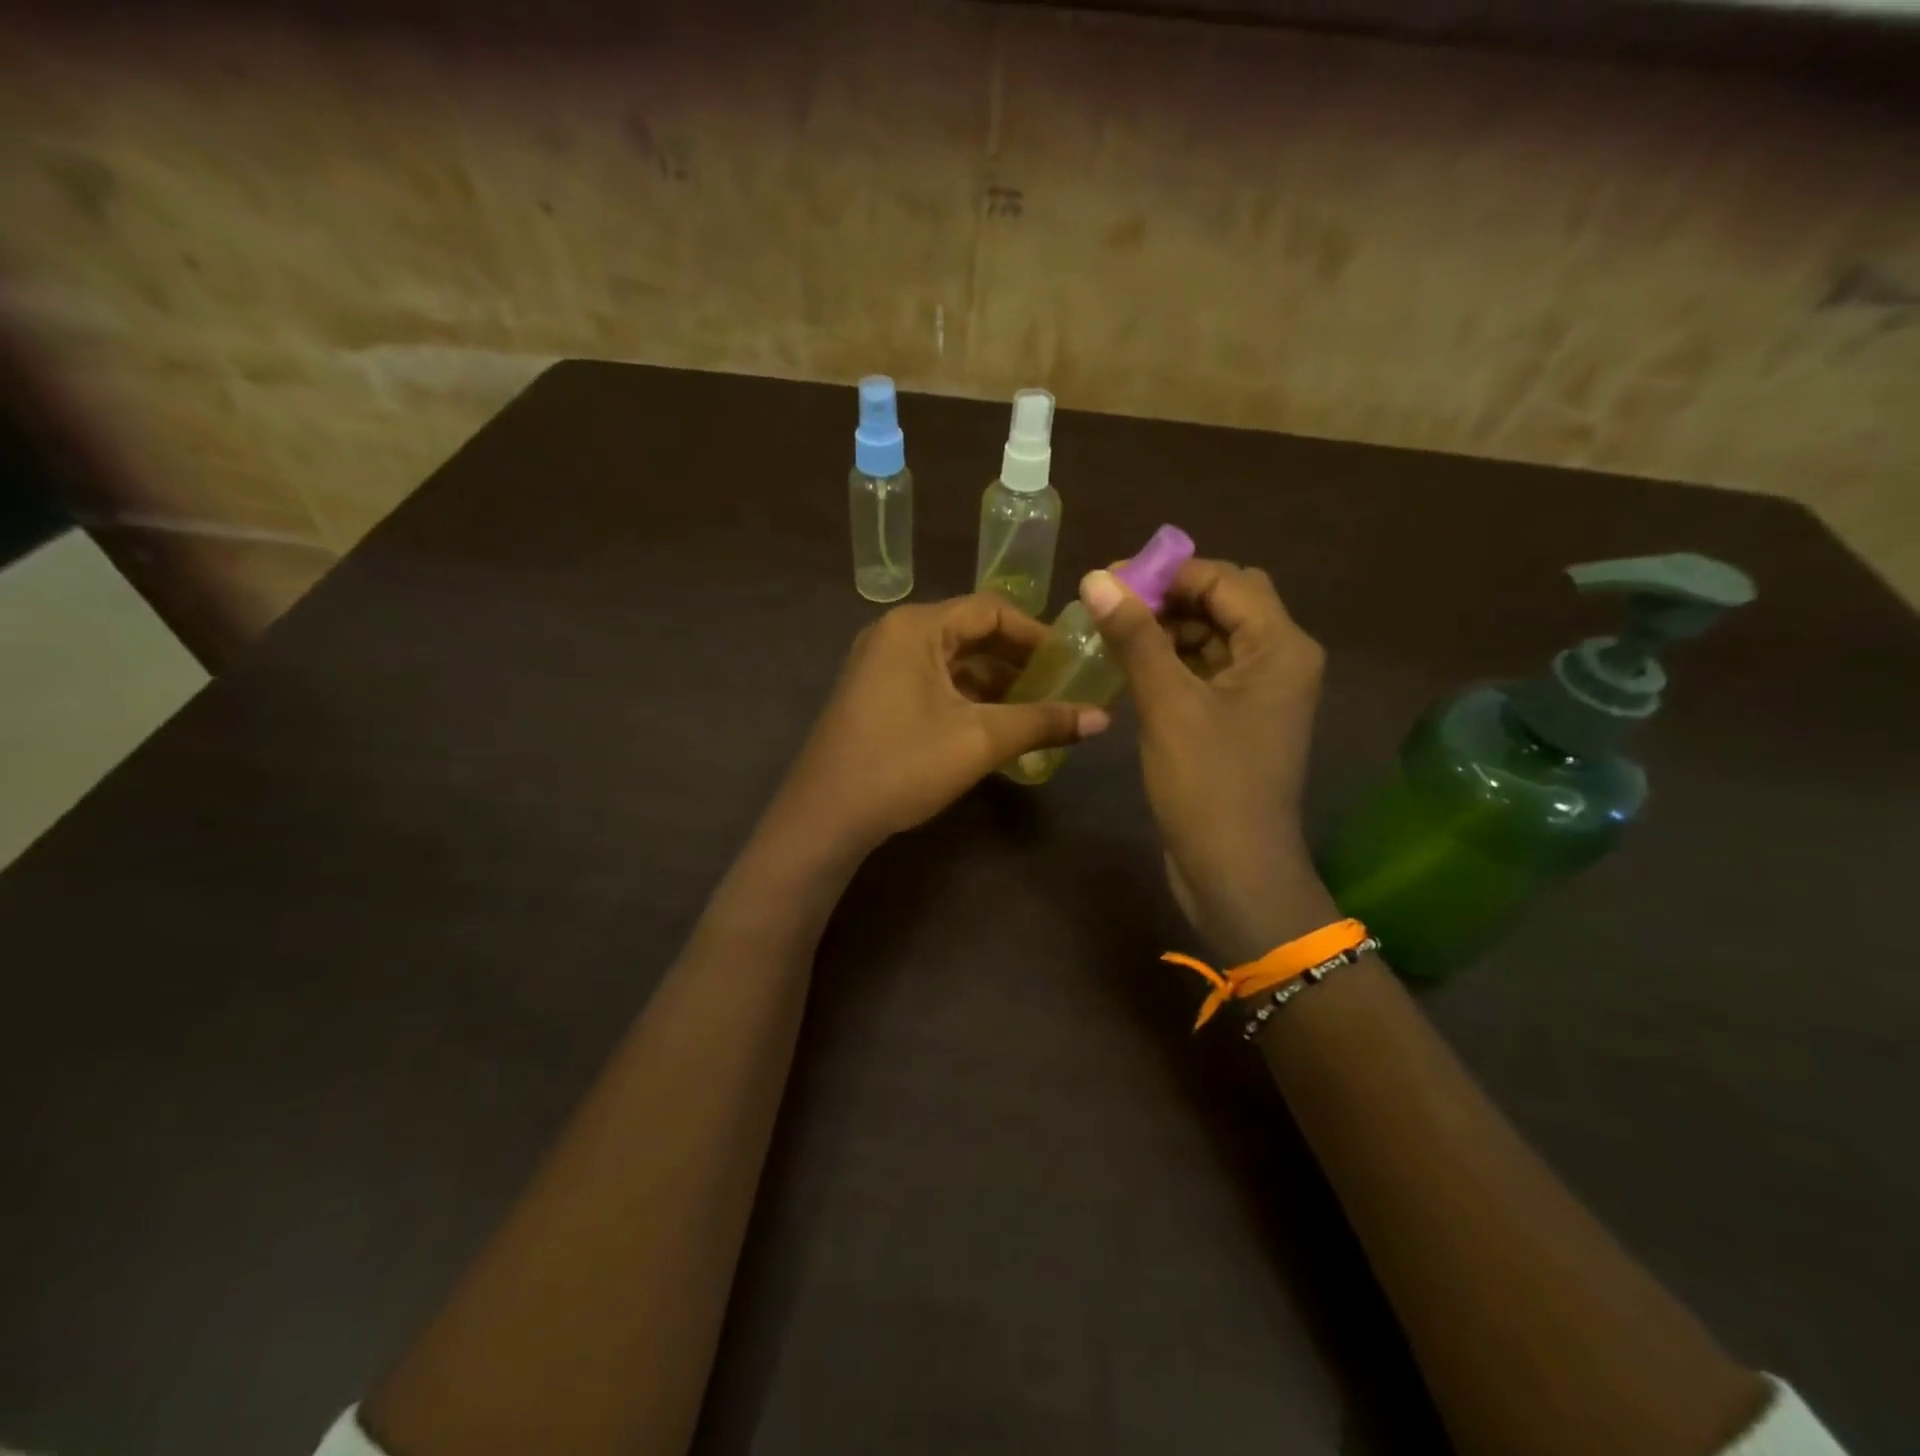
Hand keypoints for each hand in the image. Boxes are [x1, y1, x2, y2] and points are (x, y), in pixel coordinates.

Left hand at [776, 595, 1109, 852]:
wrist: (824, 817)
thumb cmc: (903, 765)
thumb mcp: (980, 740)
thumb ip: (1043, 722)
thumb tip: (1104, 719)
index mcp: (916, 628)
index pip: (990, 610)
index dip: (1035, 633)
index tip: (1072, 659)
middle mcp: (894, 635)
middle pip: (970, 634)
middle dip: (1017, 660)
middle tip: (1061, 685)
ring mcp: (879, 666)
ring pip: (951, 663)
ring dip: (994, 683)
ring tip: (1038, 710)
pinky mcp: (874, 696)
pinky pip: (931, 684)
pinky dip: (966, 699)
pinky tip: (996, 725)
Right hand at [1080, 559, 1335, 961]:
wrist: (1235, 871)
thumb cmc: (1208, 784)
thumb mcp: (1168, 704)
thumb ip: (1135, 636)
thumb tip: (1096, 578)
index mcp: (1280, 646)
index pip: (1224, 579)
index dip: (1167, 572)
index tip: (1108, 581)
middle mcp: (1280, 659)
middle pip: (1224, 602)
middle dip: (1168, 597)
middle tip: (1111, 607)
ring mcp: (1262, 692)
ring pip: (1214, 637)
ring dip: (1167, 629)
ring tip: (1113, 636)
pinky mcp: (1241, 719)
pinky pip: (1207, 671)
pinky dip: (1172, 663)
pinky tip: (1132, 670)